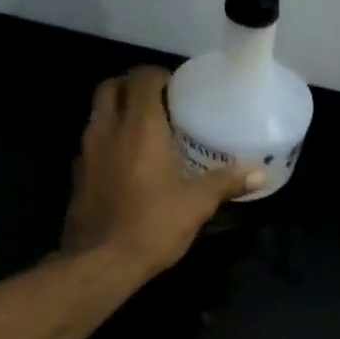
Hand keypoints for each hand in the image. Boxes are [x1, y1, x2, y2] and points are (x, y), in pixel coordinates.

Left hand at [60, 68, 260, 273]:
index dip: (160, 75)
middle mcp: (108, 130)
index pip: (142, 78)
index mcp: (139, 128)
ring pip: (99, 114)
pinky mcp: (78, 175)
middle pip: (111, 88)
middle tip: (161, 103)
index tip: (179, 88)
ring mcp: (87, 152)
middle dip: (134, 87)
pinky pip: (93, 141)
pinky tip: (131, 162)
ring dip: (119, 111)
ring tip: (149, 130)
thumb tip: (261, 172)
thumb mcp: (198, 204)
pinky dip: (110, 139)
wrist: (100, 263)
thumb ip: (227, 182)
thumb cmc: (153, 225)